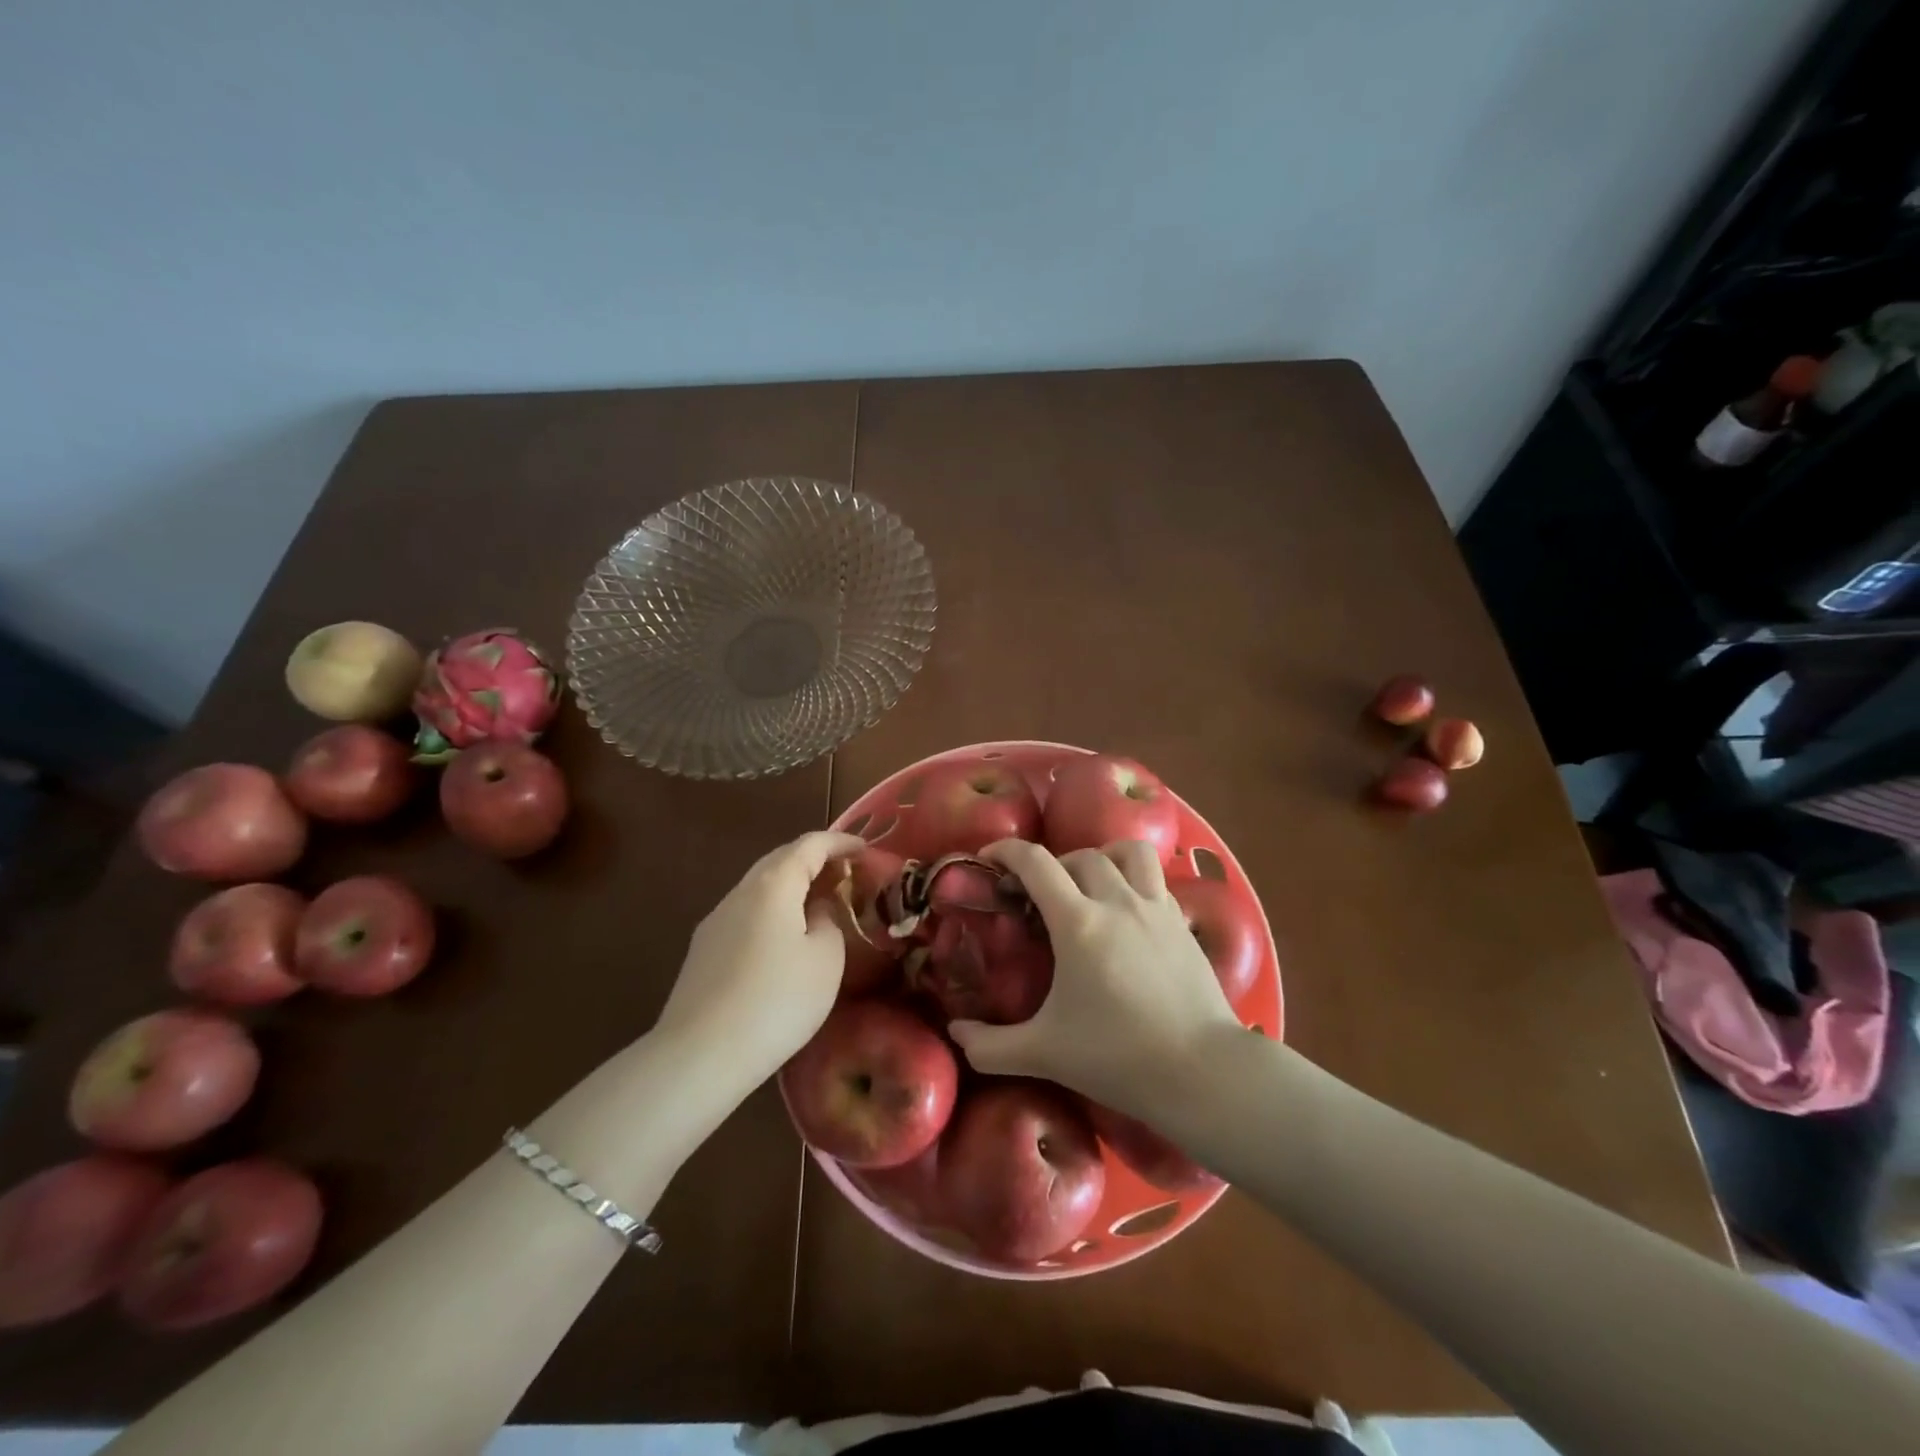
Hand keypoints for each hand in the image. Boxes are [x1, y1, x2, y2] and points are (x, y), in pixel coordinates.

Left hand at [653, 830, 866, 1098]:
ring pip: (761, 888)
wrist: (700, 1055)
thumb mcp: (825, 959)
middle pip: (781, 860)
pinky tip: (784, 939)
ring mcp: (716, 921)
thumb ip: (828, 921)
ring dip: (792, 887)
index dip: (841, 842)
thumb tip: (816, 911)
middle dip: (815, 860)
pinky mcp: (704, 951)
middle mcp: (740, 892)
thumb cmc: (777, 1000)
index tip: (866, 850)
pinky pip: (747, 914)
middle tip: (846, 875)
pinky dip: (773, 911)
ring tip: (819, 905)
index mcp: (774, 884)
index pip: (810, 845)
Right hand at [948, 839, 1242, 1120]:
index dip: (1005, 851)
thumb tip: (955, 1034)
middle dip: (1051, 865)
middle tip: (1037, 895)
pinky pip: (1156, 879)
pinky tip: (1128, 912)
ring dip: (1101, 857)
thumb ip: (990, 1046)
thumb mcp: (1044, 1053)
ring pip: (1128, 852)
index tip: (987, 860)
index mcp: (1078, 922)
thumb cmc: (1118, 1057)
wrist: (1203, 1072)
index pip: (1035, 862)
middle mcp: (1117, 901)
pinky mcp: (1183, 922)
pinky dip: (1134, 880)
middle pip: (1078, 856)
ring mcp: (1156, 907)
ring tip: (1089, 884)